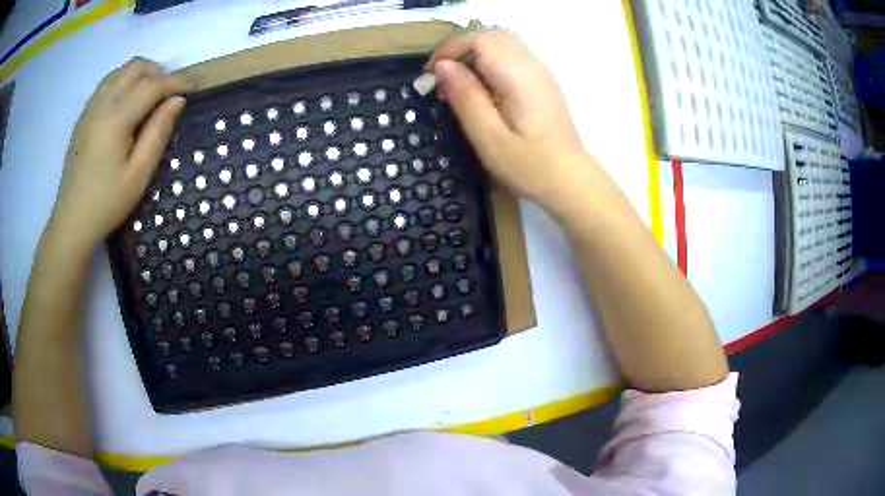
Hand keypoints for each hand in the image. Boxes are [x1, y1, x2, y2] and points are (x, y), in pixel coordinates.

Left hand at [48, 57, 193, 250]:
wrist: (71, 222)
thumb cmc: (107, 204)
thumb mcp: (138, 175)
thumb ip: (158, 133)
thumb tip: (177, 101)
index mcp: (115, 119)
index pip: (152, 85)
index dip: (176, 82)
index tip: (195, 87)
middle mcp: (102, 104)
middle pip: (135, 67)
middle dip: (158, 72)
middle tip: (169, 93)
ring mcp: (90, 108)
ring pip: (120, 71)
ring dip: (140, 75)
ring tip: (150, 96)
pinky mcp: (83, 117)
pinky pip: (107, 83)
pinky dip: (123, 82)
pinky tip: (127, 103)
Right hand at [429, 30, 596, 211]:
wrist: (570, 181)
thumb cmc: (529, 166)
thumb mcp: (489, 137)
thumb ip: (465, 97)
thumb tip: (442, 66)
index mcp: (519, 76)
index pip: (480, 39)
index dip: (450, 49)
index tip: (431, 75)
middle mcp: (532, 65)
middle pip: (491, 36)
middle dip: (460, 50)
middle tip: (442, 79)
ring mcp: (540, 72)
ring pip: (501, 44)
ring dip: (474, 56)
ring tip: (458, 85)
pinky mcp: (541, 82)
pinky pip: (510, 57)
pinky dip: (488, 64)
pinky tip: (481, 91)